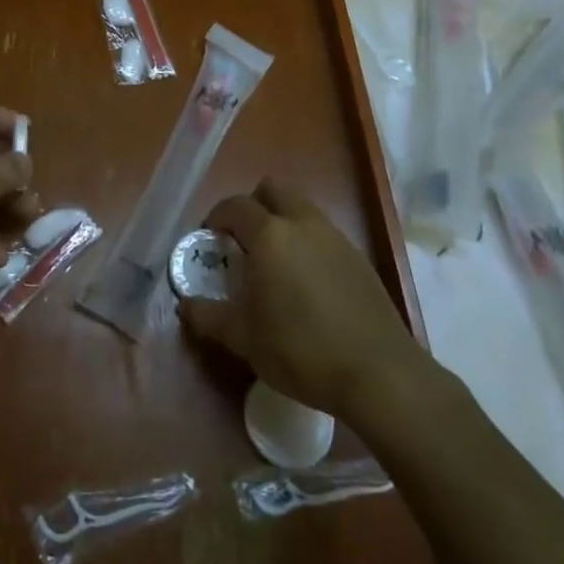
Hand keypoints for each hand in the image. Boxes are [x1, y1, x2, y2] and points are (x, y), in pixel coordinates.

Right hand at [180, 180, 433, 417]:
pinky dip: (307, 243)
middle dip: (253, 205)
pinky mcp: (359, 259)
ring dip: (282, 222)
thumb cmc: (300, 350)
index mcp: (270, 235)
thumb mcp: (243, 339)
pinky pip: (324, 234)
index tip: (208, 240)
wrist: (379, 373)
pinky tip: (306, 283)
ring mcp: (336, 238)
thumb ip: (209, 316)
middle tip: (241, 240)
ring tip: (273, 263)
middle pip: (273, 189)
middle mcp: (303, 224)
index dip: (216, 217)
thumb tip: (184, 304)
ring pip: (302, 209)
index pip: (235, 205)